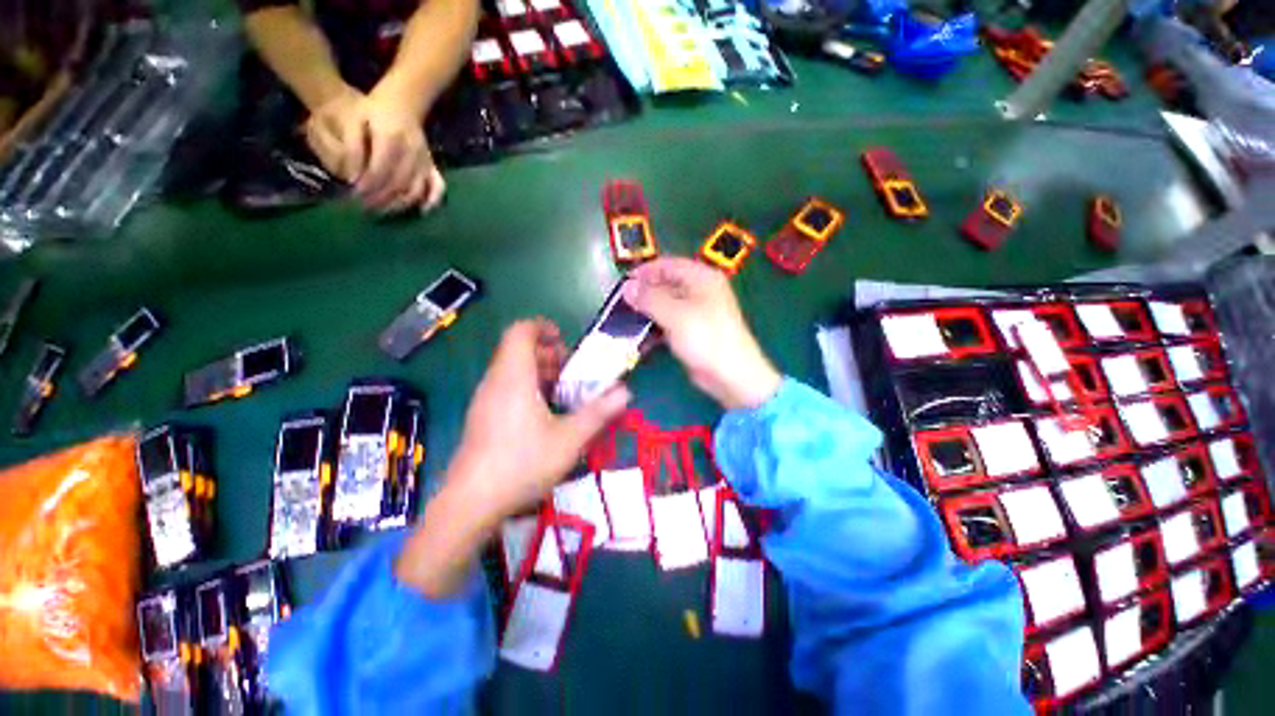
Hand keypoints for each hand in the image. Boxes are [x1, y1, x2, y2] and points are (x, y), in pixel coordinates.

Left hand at [303, 86, 445, 212]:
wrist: (403, 102)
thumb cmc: (372, 111)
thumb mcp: (353, 121)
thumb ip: (351, 148)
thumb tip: (352, 178)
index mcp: (390, 139)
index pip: (379, 170)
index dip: (367, 186)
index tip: (354, 195)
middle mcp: (411, 152)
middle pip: (397, 184)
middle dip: (380, 199)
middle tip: (364, 208)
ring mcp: (424, 161)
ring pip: (414, 189)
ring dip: (399, 204)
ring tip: (382, 211)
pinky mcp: (432, 166)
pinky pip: (437, 187)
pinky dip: (432, 201)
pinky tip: (421, 211)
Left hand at [396, 319, 628, 597]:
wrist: (470, 503)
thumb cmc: (522, 463)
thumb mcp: (569, 438)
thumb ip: (598, 412)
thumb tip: (625, 392)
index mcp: (514, 376)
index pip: (521, 331)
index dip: (543, 328)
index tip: (565, 343)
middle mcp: (495, 382)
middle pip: (519, 351)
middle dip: (549, 355)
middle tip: (572, 374)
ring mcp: (485, 400)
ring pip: (512, 371)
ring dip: (540, 374)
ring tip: (563, 394)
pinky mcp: (482, 417)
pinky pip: (506, 389)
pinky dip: (527, 389)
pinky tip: (544, 416)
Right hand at [624, 257, 780, 410]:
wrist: (730, 374)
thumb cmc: (705, 337)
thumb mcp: (675, 314)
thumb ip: (649, 298)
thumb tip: (627, 287)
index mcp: (701, 277)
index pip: (668, 264)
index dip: (644, 271)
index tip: (622, 283)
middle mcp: (700, 290)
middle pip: (666, 284)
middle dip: (644, 292)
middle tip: (621, 303)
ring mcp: (697, 312)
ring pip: (667, 304)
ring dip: (648, 311)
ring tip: (626, 319)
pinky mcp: (693, 331)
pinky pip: (670, 322)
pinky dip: (656, 326)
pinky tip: (641, 335)